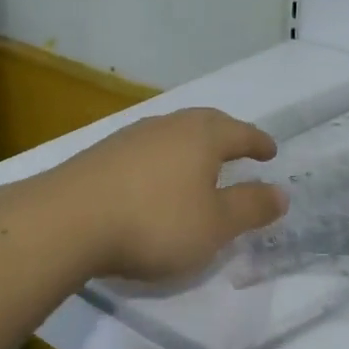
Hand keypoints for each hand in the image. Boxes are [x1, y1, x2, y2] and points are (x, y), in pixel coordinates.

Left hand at [50, 108, 287, 281]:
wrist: (67, 221)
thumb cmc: (155, 222)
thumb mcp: (215, 225)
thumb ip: (250, 208)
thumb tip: (281, 193)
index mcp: (202, 137)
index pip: (240, 133)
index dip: (258, 143)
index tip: (270, 152)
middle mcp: (169, 126)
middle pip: (206, 123)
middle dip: (226, 135)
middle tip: (239, 149)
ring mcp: (131, 137)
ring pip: (173, 133)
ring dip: (192, 146)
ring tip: (199, 165)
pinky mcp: (102, 154)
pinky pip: (147, 149)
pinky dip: (163, 159)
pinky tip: (156, 179)